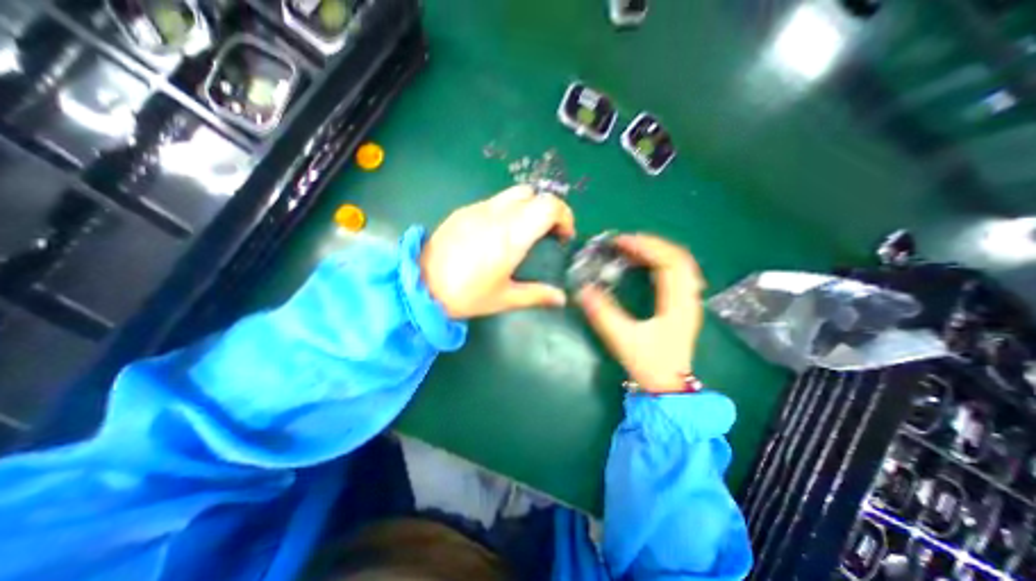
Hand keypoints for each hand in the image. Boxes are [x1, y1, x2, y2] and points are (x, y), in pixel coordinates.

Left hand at [418, 186, 574, 320]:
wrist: (421, 286)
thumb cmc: (466, 295)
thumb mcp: (505, 299)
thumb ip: (537, 295)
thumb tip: (561, 299)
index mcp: (512, 236)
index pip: (549, 206)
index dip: (564, 216)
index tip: (563, 236)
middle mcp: (497, 215)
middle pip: (533, 194)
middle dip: (547, 210)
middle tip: (546, 234)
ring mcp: (478, 209)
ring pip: (513, 194)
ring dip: (527, 208)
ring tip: (523, 233)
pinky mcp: (463, 211)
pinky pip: (493, 202)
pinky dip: (507, 211)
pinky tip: (497, 234)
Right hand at [579, 235, 708, 392]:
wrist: (669, 388)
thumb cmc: (649, 365)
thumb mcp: (623, 340)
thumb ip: (602, 314)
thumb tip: (582, 290)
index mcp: (677, 304)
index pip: (668, 262)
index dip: (645, 246)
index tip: (620, 241)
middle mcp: (688, 298)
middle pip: (678, 257)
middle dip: (651, 244)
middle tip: (625, 241)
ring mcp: (689, 301)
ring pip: (681, 264)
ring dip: (658, 251)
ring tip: (633, 248)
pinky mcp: (683, 306)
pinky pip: (678, 273)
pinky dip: (662, 261)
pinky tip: (647, 264)